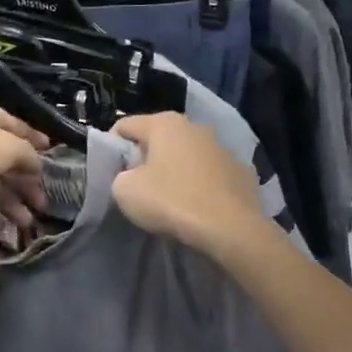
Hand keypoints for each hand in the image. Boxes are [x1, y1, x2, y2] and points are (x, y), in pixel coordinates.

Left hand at [0, 96, 49, 237]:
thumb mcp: (7, 149)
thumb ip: (28, 156)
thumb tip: (36, 165)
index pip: (18, 126)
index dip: (37, 143)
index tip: (53, 159)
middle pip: (3, 156)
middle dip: (24, 183)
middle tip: (42, 206)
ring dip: (8, 202)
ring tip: (25, 225)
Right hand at [110, 113, 271, 257]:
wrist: (231, 229)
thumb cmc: (171, 201)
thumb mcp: (125, 190)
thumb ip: (120, 175)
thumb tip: (130, 175)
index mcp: (164, 123)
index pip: (124, 126)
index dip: (111, 149)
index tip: (111, 174)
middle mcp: (195, 126)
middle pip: (157, 139)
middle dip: (144, 159)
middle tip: (138, 188)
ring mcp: (222, 148)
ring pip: (185, 155)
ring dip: (174, 170)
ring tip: (170, 199)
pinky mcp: (241, 171)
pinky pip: (208, 174)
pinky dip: (199, 184)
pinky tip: (197, 206)